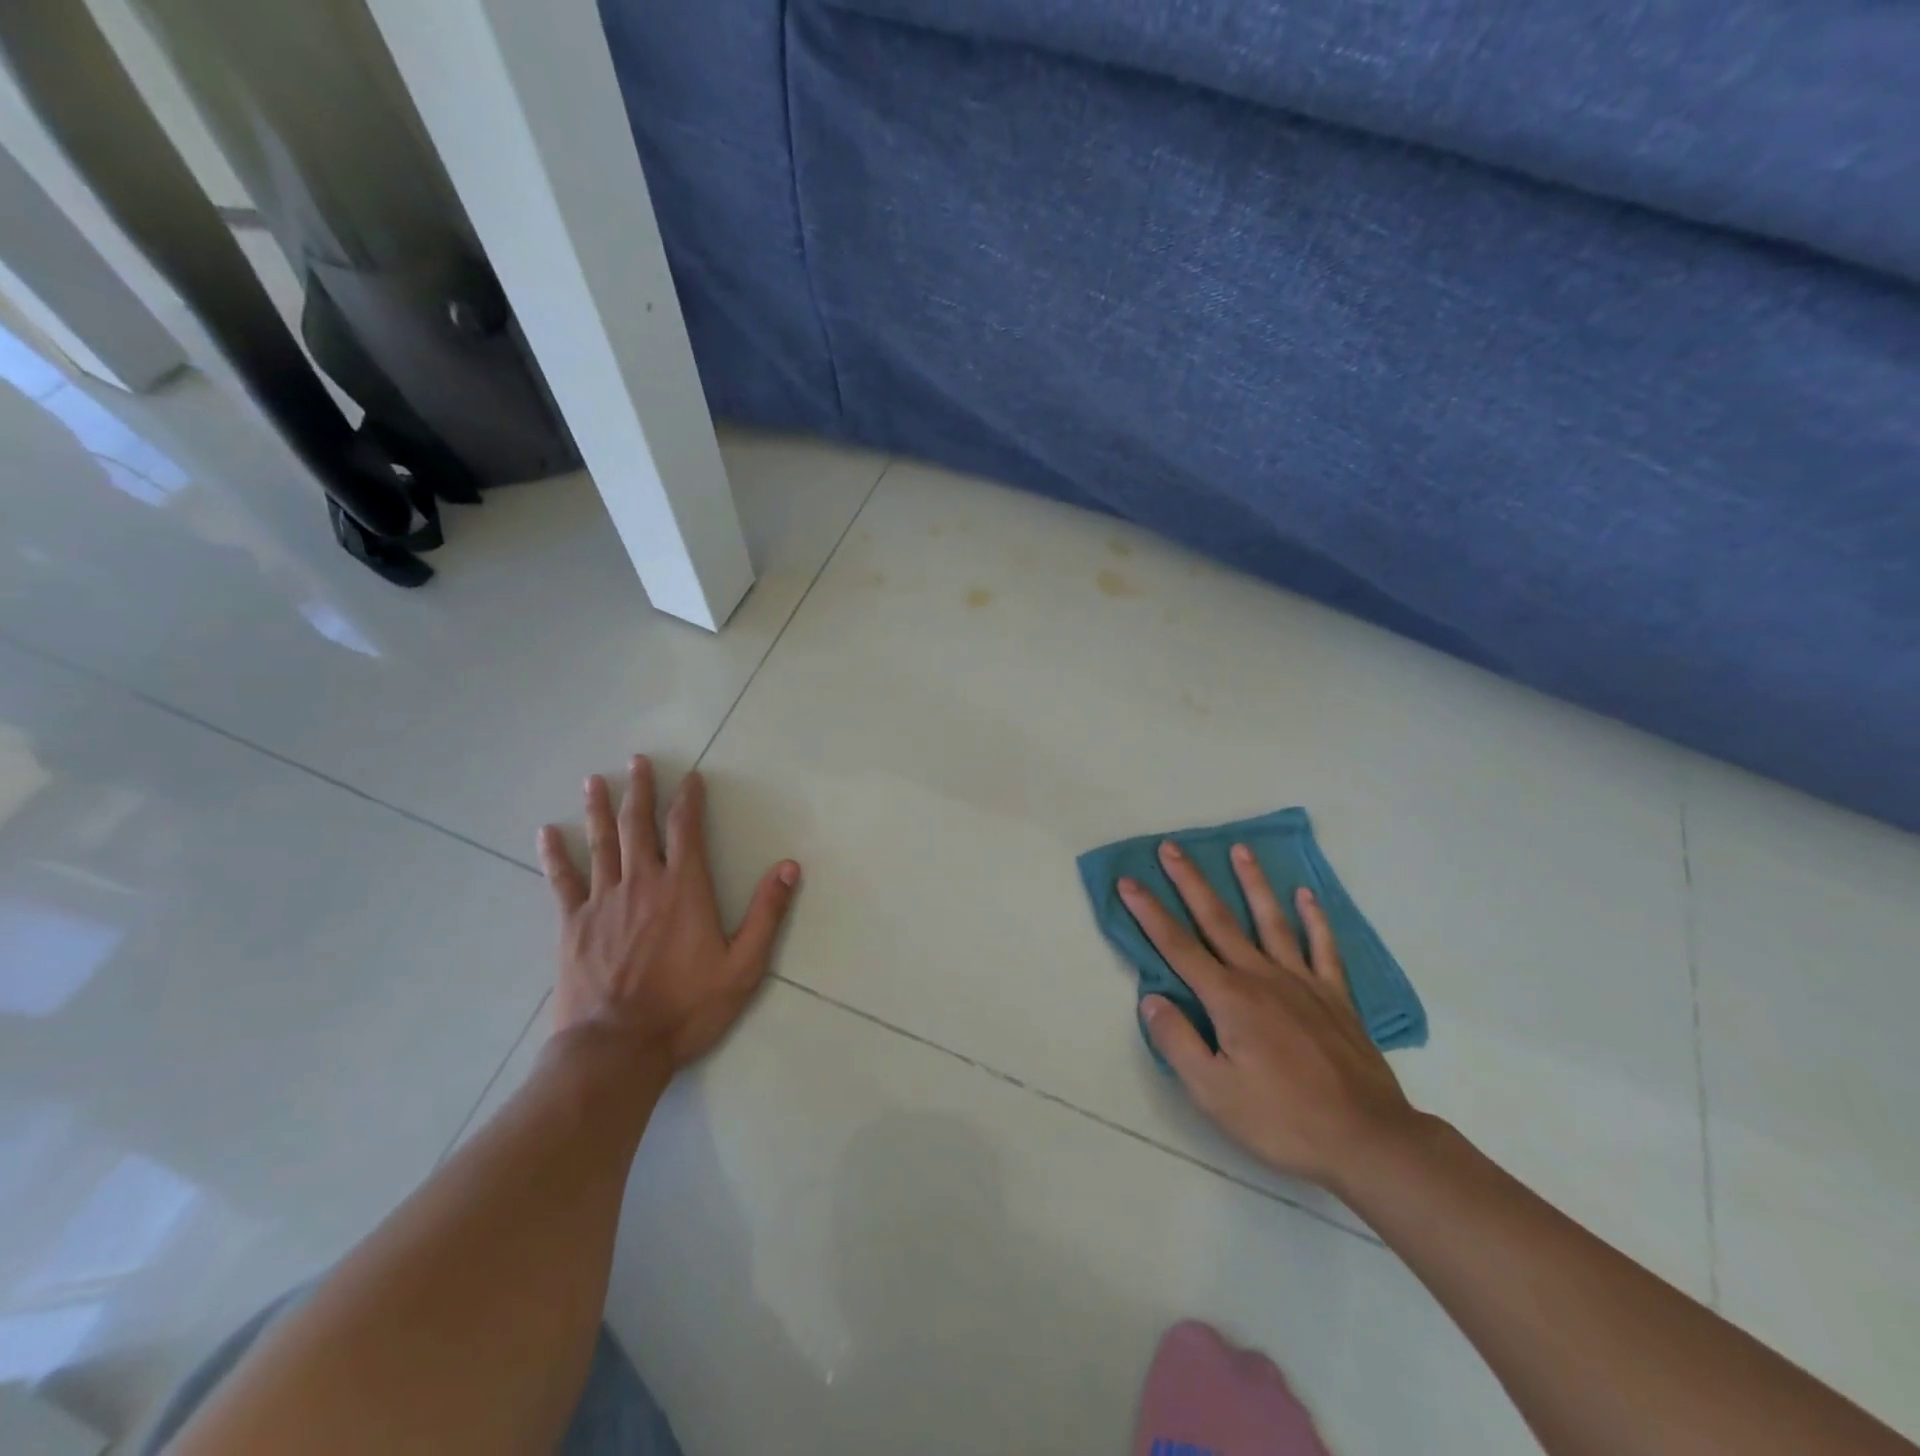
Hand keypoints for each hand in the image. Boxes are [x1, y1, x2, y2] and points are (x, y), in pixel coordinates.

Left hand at [538, 755, 799, 1075]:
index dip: (688, 799)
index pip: (686, 829)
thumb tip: (790, 866)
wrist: (617, 1048)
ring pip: (601, 843)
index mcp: (684, 889)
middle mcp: (642, 883)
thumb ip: (767, 913)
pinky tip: (546, 833)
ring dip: (599, 809)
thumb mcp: (743, 965)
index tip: (690, 777)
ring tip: (594, 780)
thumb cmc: (686, 1008)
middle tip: (638, 761)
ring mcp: (603, 902)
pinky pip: (562, 881)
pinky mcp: (573, 925)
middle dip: (641, 790)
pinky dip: (555, 855)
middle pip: (639, 825)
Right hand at [1119, 840, 1415, 1190]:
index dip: (1149, 912)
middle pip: (1218, 919)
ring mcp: (1303, 983)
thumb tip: (1151, 998)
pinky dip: (1314, 919)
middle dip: (1190, 881)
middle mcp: (1262, 977)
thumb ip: (1177, 1041)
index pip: (1177, 946)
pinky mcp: (1336, 997)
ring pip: (1271, 921)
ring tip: (1240, 849)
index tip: (1128, 881)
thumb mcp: (1213, 1093)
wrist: (1368, 1141)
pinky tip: (1306, 895)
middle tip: (1171, 847)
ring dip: (1252, 883)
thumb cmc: (1282, 1120)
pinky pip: (1323, 948)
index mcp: (1229, 999)